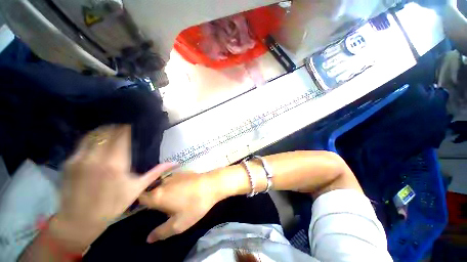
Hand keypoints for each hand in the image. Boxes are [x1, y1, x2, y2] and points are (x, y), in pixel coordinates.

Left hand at [57, 125, 173, 241]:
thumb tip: (175, 163)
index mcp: (116, 164)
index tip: (134, 124)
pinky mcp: (69, 162)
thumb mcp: (137, 188)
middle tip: (126, 127)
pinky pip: (83, 142)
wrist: (79, 221)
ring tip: (114, 130)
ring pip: (95, 134)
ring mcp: (80, 159)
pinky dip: (94, 137)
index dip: (128, 127)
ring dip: (105, 129)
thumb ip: (156, 172)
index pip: (122, 135)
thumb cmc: (112, 205)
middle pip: (108, 131)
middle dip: (118, 126)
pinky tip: (100, 140)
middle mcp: (97, 158)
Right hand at [139, 172, 220, 242]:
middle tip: (163, 208)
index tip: (147, 210)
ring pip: (163, 185)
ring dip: (165, 192)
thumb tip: (148, 239)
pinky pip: (173, 180)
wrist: (211, 184)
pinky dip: (173, 185)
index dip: (141, 204)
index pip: (140, 198)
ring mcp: (173, 175)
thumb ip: (161, 232)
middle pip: (152, 191)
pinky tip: (183, 190)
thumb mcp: (179, 224)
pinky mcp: (183, 172)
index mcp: (158, 196)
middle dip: (154, 199)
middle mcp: (163, 183)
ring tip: (174, 200)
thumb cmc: (195, 205)